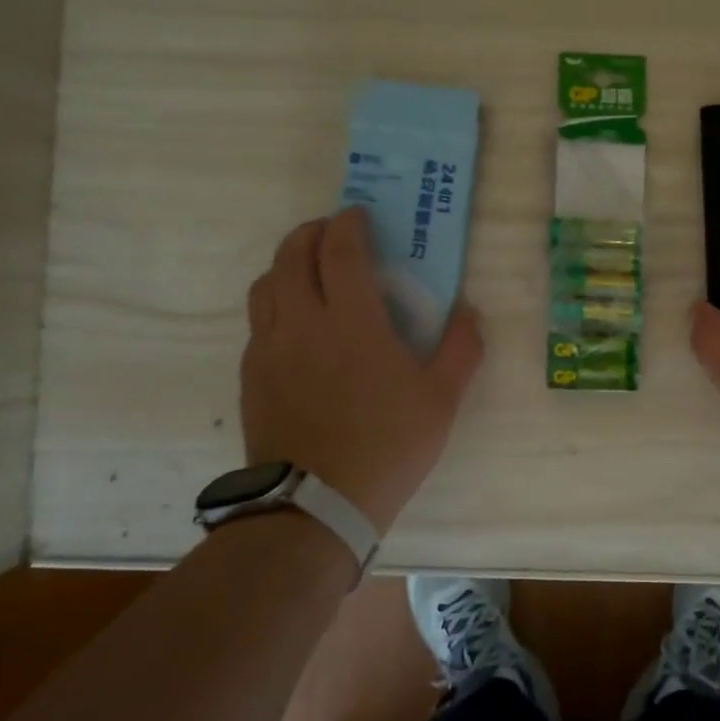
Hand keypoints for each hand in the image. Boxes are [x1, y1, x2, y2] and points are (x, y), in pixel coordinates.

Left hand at [240, 207, 483, 529]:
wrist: (315, 505)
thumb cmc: (388, 445)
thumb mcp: (442, 399)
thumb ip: (461, 348)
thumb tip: (468, 310)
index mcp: (351, 321)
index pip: (340, 250)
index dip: (348, 224)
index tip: (358, 215)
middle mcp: (302, 323)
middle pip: (291, 256)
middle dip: (311, 233)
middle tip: (331, 233)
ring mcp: (269, 349)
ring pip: (266, 286)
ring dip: (287, 265)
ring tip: (309, 272)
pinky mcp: (251, 376)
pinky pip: (258, 323)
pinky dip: (276, 304)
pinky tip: (296, 326)